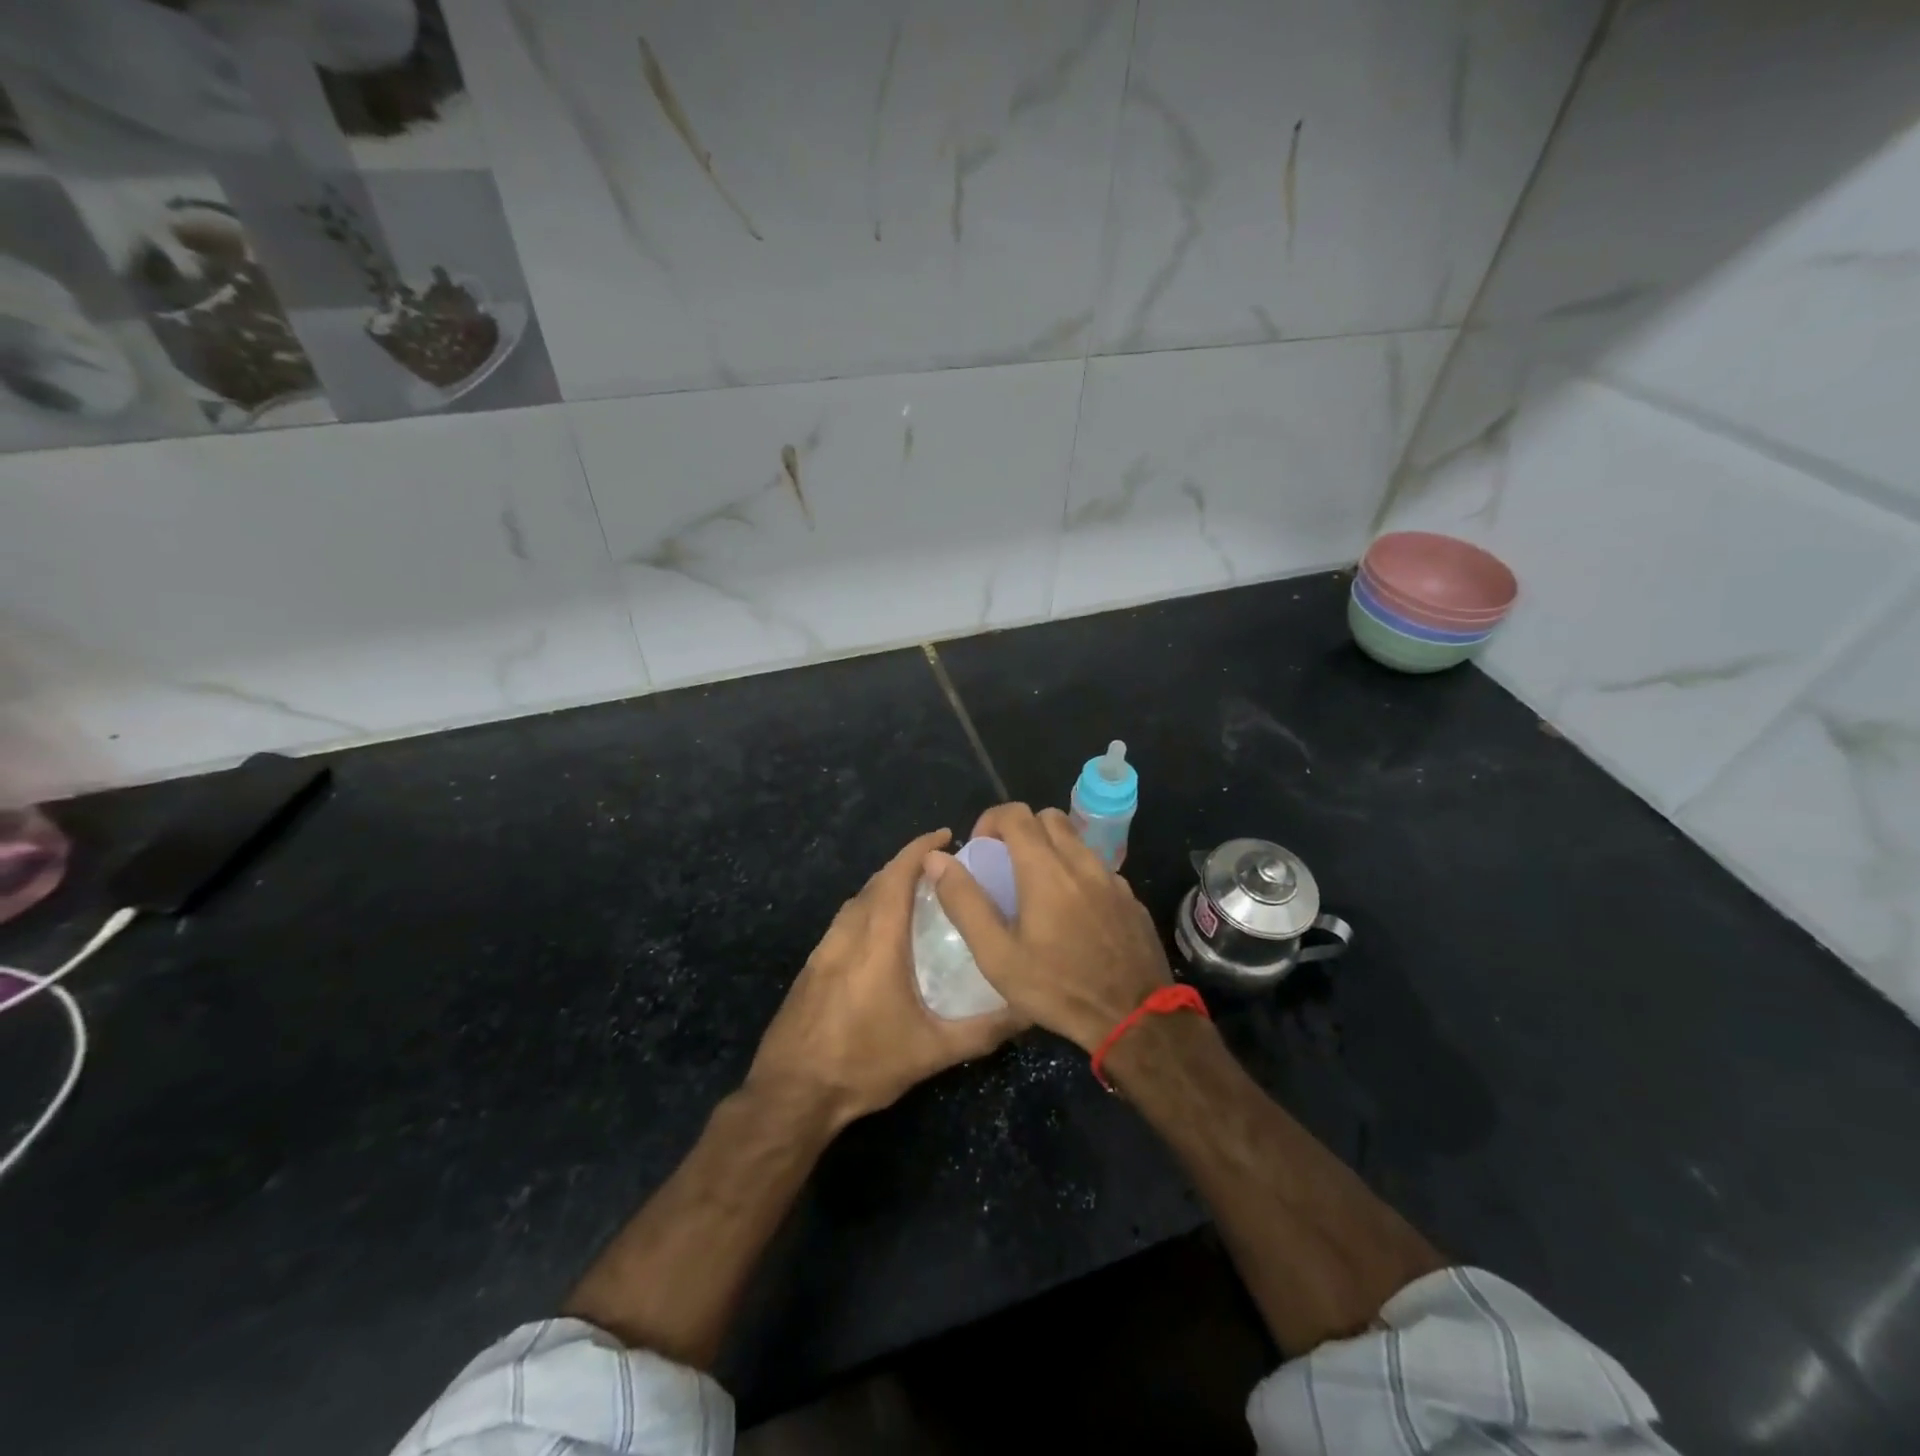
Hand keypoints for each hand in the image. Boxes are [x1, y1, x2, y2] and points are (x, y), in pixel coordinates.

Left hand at [747, 828, 1025, 1128]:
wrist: (791, 1093)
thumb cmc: (863, 1064)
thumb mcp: (931, 1052)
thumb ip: (982, 1030)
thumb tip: (1027, 1011)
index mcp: (877, 941)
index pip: (897, 876)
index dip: (919, 849)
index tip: (945, 834)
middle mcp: (847, 933)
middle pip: (876, 882)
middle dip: (906, 864)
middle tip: (941, 868)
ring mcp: (824, 949)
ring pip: (857, 901)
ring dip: (885, 886)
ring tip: (917, 895)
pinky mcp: (811, 967)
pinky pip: (845, 921)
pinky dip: (868, 910)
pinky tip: (882, 936)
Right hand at [925, 804, 1172, 1052]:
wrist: (1135, 1019)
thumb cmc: (1058, 988)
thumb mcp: (997, 956)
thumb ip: (965, 902)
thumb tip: (937, 860)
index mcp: (1046, 869)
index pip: (1016, 814)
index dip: (991, 821)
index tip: (981, 849)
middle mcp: (1082, 863)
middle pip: (1049, 818)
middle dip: (1022, 830)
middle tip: (1006, 866)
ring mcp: (1113, 879)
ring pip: (1077, 842)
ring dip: (1052, 851)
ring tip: (1038, 892)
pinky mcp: (1131, 900)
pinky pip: (1098, 869)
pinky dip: (1078, 875)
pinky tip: (1073, 915)